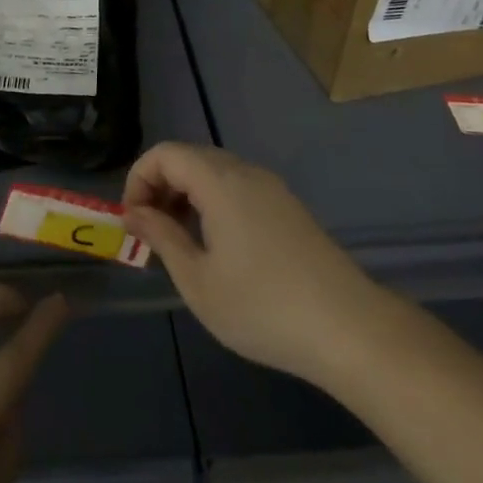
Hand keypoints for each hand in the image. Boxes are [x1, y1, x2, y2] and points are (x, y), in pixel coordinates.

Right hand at [123, 141, 372, 386]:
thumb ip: (161, 237)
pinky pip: (238, 188)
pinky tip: (218, 247)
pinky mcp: (288, 207)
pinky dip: (213, 203)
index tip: (133, 222)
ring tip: (181, 243)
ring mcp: (272, 188)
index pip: (165, 153)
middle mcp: (246, 172)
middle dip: (160, 187)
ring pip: (214, 172)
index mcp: (219, 181)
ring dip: (186, 196)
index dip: (138, 179)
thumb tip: (135, 213)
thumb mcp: (198, 280)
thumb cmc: (262, 307)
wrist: (349, 329)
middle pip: (189, 158)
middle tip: (152, 233)